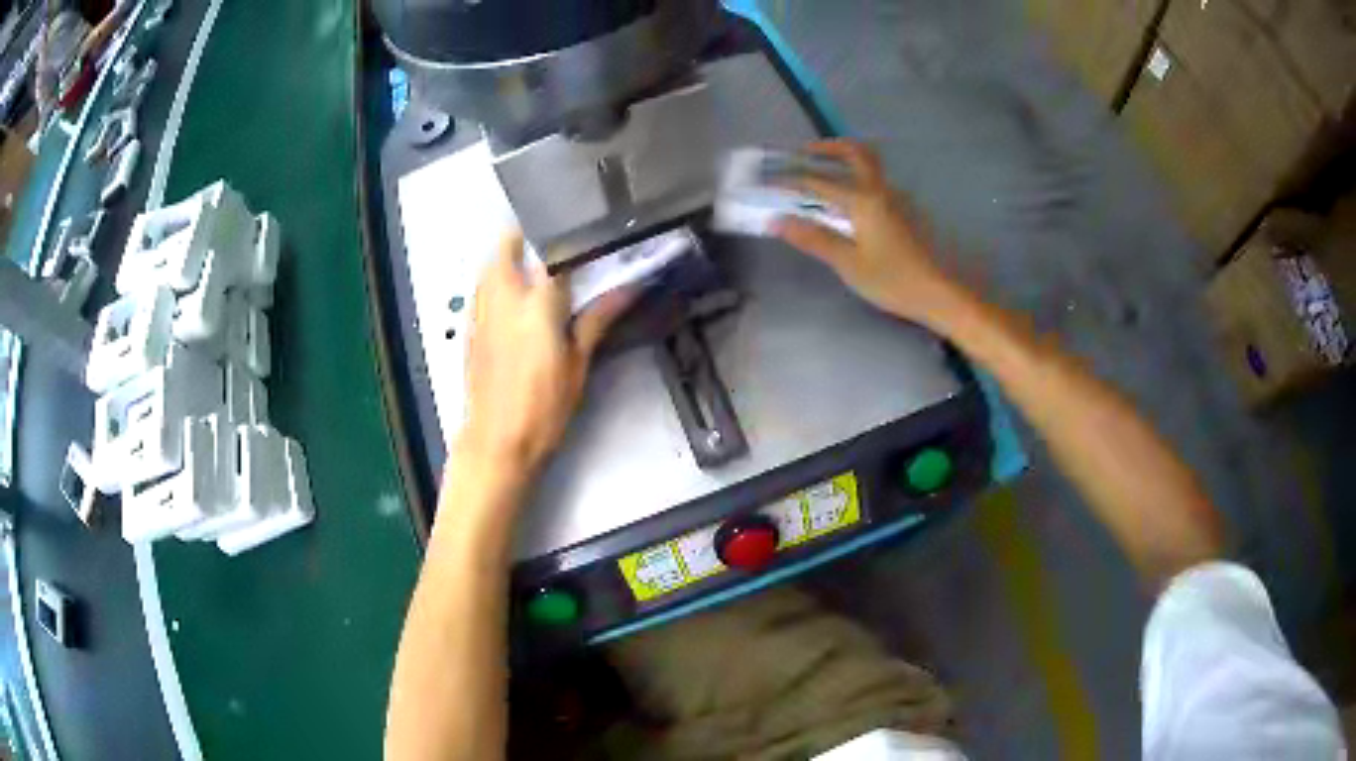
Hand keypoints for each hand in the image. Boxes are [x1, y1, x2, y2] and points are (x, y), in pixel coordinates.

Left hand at [457, 231, 631, 473]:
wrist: (497, 440)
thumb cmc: (544, 406)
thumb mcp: (578, 364)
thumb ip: (597, 319)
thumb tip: (629, 289)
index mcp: (537, 303)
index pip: (552, 253)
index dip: (569, 240)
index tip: (585, 234)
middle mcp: (504, 297)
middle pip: (507, 245)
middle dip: (527, 235)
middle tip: (553, 242)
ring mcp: (481, 311)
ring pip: (489, 264)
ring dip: (508, 255)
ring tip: (532, 264)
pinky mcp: (469, 327)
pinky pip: (480, 288)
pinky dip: (494, 280)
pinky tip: (511, 297)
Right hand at [774, 140, 959, 325]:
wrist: (938, 293)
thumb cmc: (892, 280)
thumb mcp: (848, 263)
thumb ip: (813, 238)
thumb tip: (776, 221)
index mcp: (864, 201)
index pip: (819, 182)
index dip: (791, 181)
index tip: (769, 181)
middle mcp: (881, 191)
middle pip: (855, 153)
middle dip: (827, 147)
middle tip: (803, 152)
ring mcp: (896, 199)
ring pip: (869, 165)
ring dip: (844, 160)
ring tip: (821, 170)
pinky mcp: (905, 211)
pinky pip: (876, 182)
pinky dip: (856, 177)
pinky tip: (847, 199)